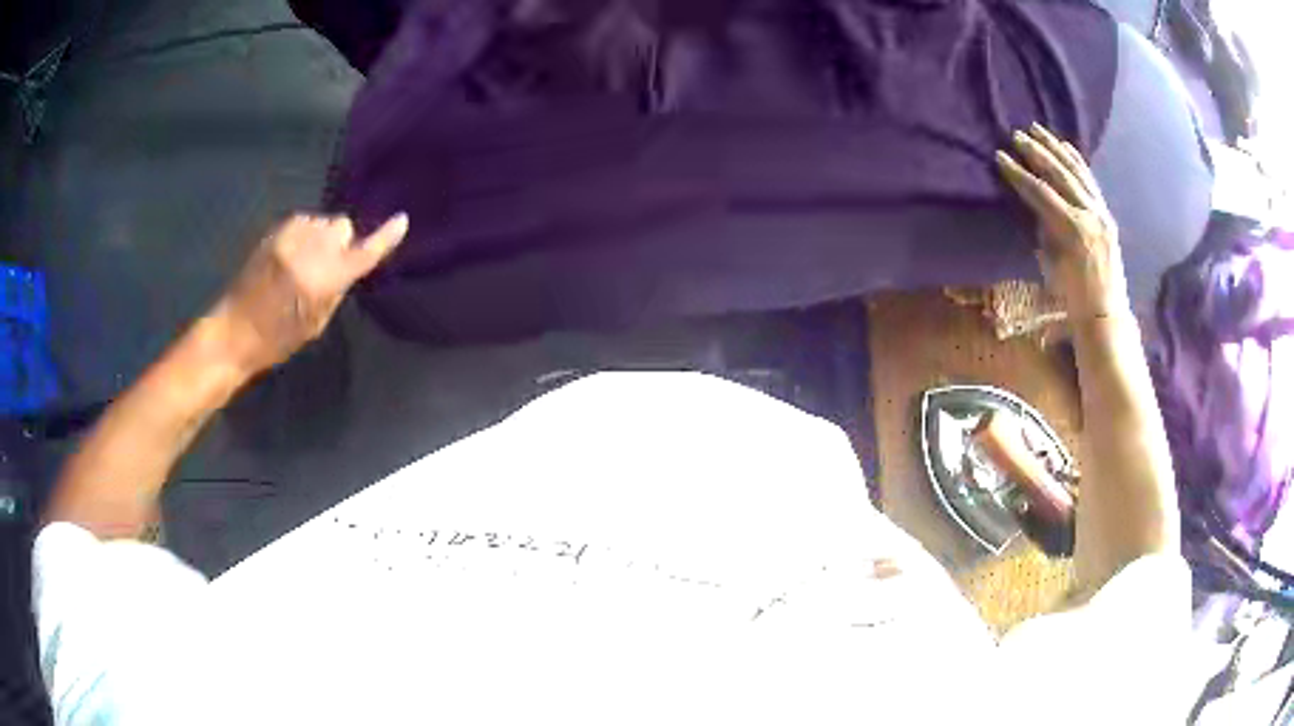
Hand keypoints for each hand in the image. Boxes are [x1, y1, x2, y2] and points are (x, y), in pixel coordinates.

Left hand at [212, 213, 408, 374]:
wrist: (233, 331)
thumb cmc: (276, 340)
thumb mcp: (315, 325)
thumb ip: (336, 289)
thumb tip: (349, 265)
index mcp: (322, 280)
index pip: (362, 252)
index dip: (384, 238)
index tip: (401, 222)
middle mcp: (308, 250)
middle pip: (342, 226)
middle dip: (341, 242)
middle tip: (329, 265)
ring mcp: (288, 237)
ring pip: (322, 222)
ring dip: (322, 237)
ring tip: (306, 261)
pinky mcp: (273, 232)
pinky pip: (303, 221)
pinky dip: (305, 234)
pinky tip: (292, 254)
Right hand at [996, 124, 1128, 321]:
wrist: (1106, 314)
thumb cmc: (1072, 297)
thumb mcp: (1051, 263)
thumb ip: (1043, 229)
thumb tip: (1035, 206)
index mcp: (1073, 230)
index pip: (1041, 192)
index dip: (1019, 174)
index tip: (1001, 157)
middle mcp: (1090, 214)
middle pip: (1059, 175)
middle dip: (1037, 153)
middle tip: (1017, 135)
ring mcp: (1101, 213)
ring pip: (1076, 172)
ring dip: (1055, 149)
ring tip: (1038, 130)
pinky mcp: (1106, 214)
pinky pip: (1090, 181)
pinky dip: (1077, 161)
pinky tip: (1066, 146)